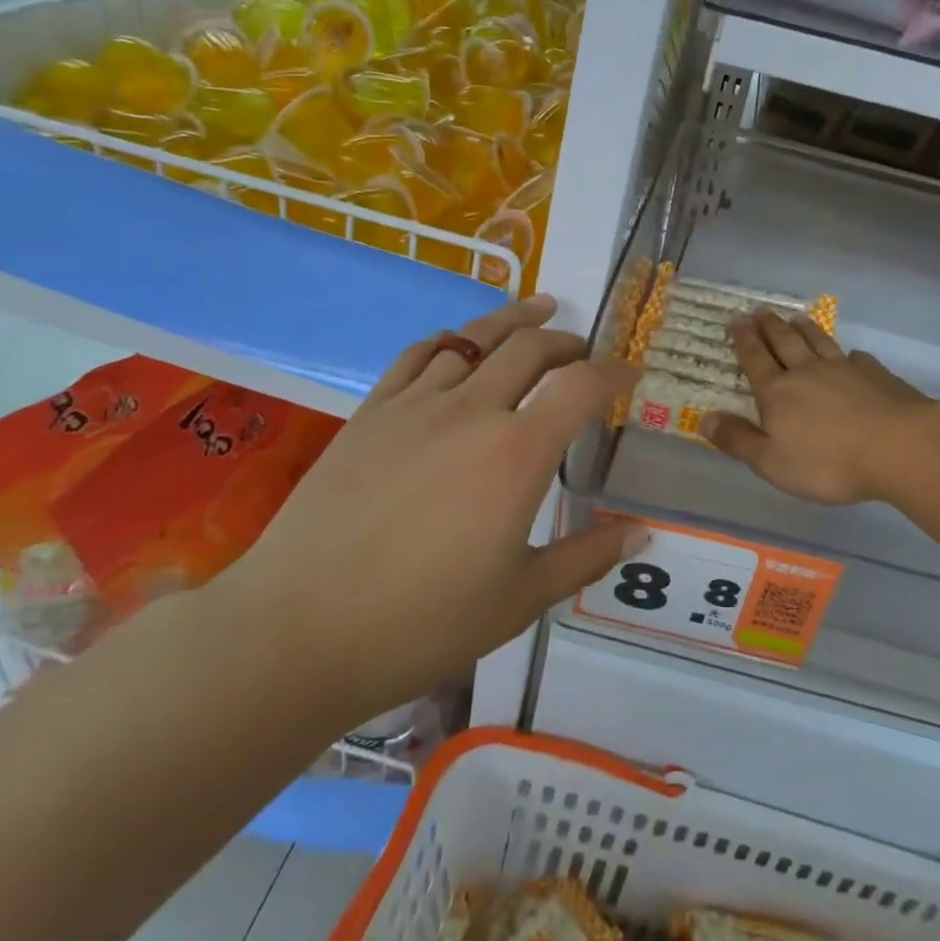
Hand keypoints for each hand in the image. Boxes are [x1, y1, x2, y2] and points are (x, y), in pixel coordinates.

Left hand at [226, 294, 642, 722]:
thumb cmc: (422, 623)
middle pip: (531, 347)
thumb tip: (640, 533)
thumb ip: (585, 558)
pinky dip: (452, 339)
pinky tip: (459, 344)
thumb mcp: (520, 600)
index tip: (631, 375)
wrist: (299, 629)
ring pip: (476, 337)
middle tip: (584, 352)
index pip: (581, 386)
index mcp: (518, 453)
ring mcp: (416, 404)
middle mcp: (473, 410)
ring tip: (539, 311)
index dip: (615, 373)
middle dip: (568, 342)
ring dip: (515, 322)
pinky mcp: (371, 411)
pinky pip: (420, 354)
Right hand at [704, 311, 932, 505]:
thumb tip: (704, 419)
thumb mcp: (771, 461)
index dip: (743, 341)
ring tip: (796, 317)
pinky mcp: (877, 375)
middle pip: (785, 342)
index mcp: (778, 392)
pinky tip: (850, 354)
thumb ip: (738, 440)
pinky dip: (847, 353)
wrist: (899, 447)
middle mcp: (807, 372)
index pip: (755, 360)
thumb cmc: (828, 461)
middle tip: (760, 311)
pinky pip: (856, 358)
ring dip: (805, 329)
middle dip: (770, 326)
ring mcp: (845, 370)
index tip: (735, 321)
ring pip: (819, 342)